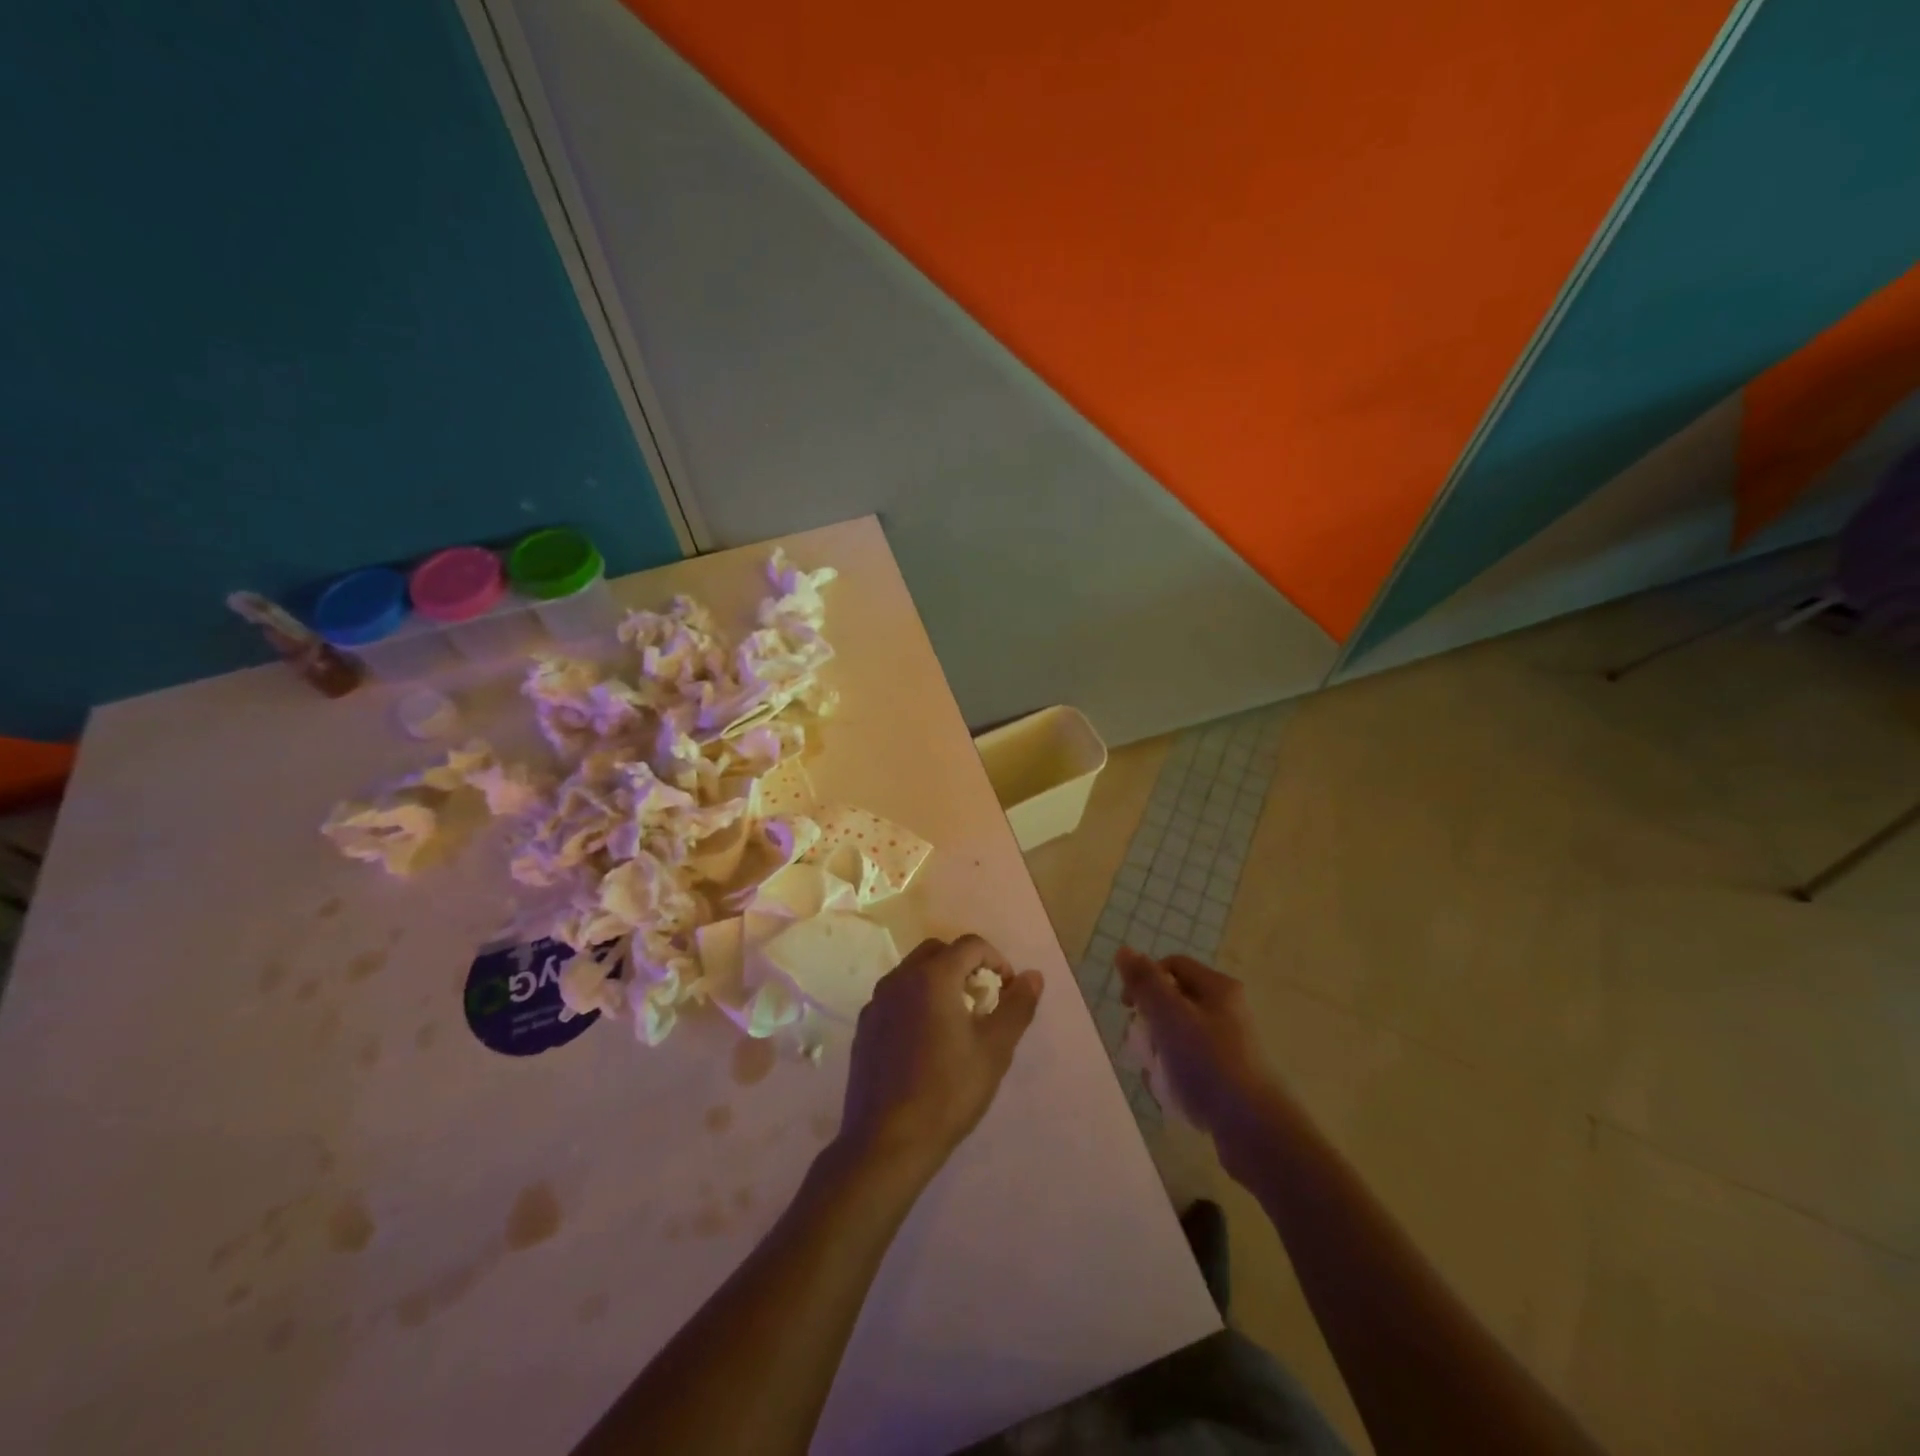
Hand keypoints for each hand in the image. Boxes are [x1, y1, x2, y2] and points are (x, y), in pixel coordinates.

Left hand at [837, 936, 1043, 1178]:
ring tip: (957, 1021)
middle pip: (938, 951)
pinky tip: (926, 1042)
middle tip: (982, 1000)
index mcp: (932, 977)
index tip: (1007, 990)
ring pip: (913, 972)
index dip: (996, 960)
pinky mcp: (865, 1027)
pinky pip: (896, 997)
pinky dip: (916, 1002)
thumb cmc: (948, 1092)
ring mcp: (876, 1002)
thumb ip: (1017, 1006)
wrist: (887, 1142)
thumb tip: (1033, 976)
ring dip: (940, 981)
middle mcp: (899, 979)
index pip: (970, 945)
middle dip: (965, 965)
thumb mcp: (995, 1050)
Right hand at [1116, 947, 1285, 1148]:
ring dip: (1159, 1052)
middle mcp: (1227, 1011)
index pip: (1171, 966)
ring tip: (1156, 1074)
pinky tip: (1171, 1094)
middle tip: (1142, 1045)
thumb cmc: (1208, 1063)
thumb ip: (1145, 982)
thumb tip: (1124, 951)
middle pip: (1173, 1002)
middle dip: (1150, 1022)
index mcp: (1218, 988)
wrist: (1254, 1130)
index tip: (1128, 1007)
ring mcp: (1230, 1046)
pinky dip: (1175, 1075)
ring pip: (1179, 1037)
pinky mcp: (1229, 1078)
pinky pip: (1191, 1065)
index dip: (1144, 980)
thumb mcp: (1169, 1015)